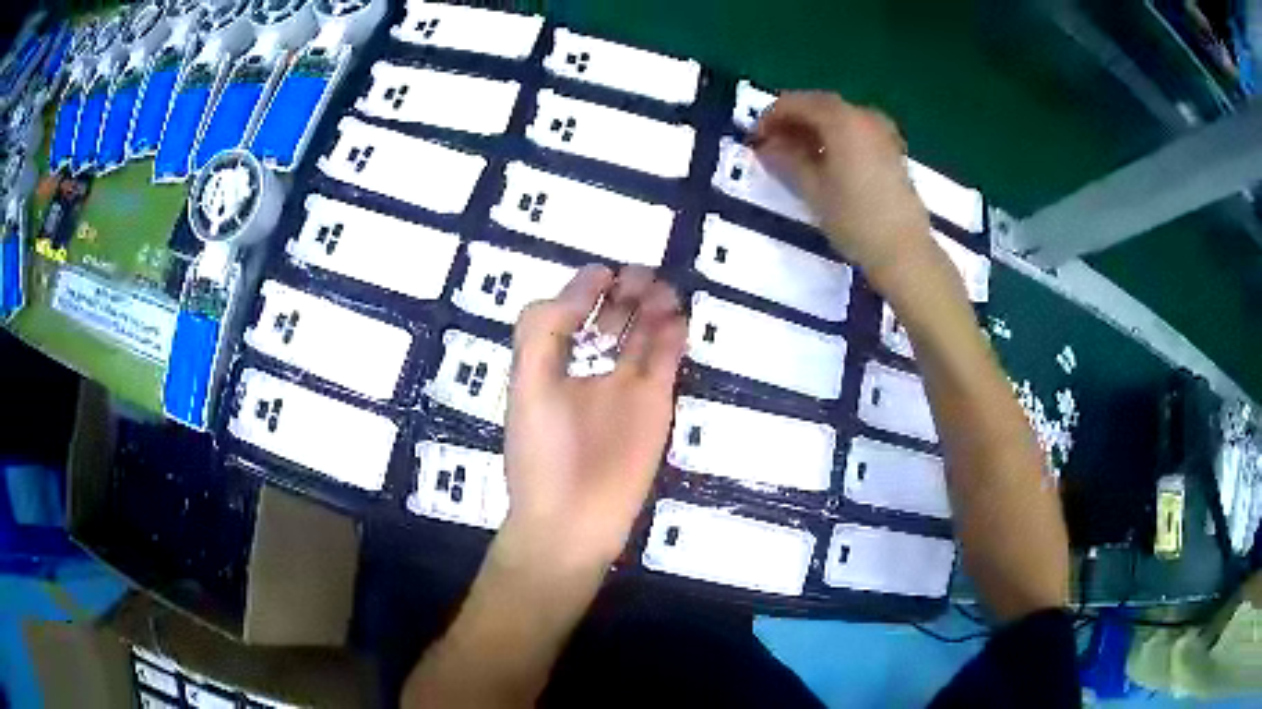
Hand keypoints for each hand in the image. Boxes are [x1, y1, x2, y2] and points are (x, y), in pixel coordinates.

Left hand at [500, 265, 686, 569]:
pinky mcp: (654, 405)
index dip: (583, 290)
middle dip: (623, 293)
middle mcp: (588, 371)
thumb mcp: (528, 383)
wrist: (573, 521)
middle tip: (640, 274)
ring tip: (661, 288)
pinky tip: (677, 315)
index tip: (603, 273)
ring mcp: (624, 388)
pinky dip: (672, 336)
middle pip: (609, 321)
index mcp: (551, 365)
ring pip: (642, 335)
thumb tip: (584, 284)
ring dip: (651, 308)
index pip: (568, 315)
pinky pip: (666, 361)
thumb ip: (545, 329)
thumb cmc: (542, 453)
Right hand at [753, 91, 938, 289]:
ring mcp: (882, 133)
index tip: (754, 138)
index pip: (797, 103)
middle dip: (792, 119)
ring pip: (839, 117)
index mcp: (842, 120)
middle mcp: (864, 117)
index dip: (771, 116)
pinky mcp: (891, 151)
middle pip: (820, 105)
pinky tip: (825, 158)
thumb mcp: (813, 189)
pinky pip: (856, 130)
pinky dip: (835, 136)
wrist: (904, 250)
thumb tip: (765, 146)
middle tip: (770, 142)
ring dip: (814, 127)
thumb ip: (786, 159)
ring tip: (794, 152)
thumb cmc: (854, 219)